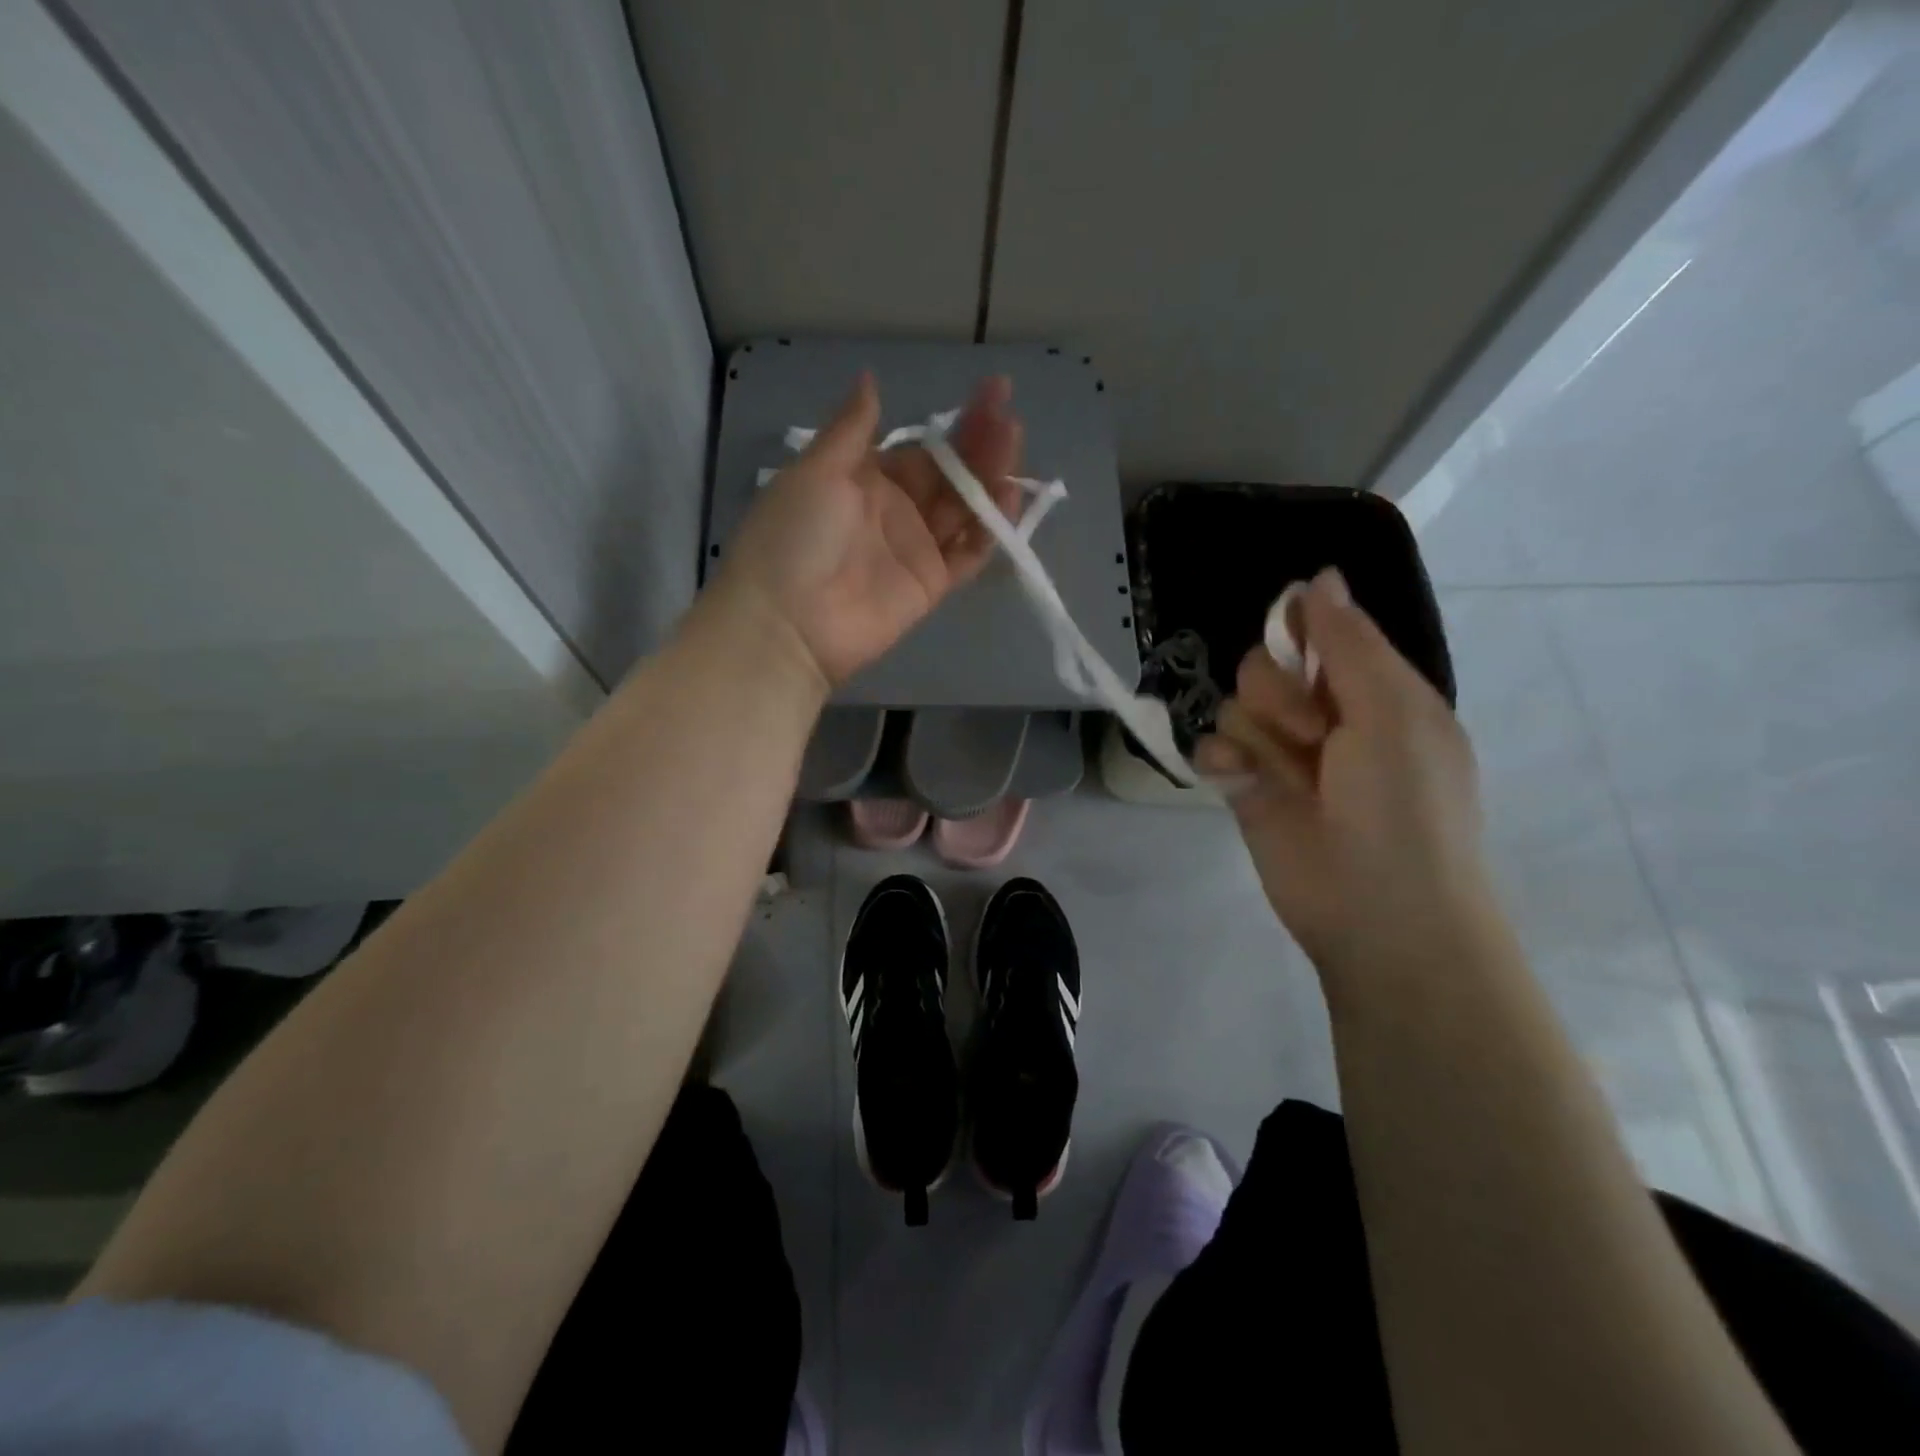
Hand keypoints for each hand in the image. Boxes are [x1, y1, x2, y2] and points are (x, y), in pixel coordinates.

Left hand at [712, 372, 1022, 689]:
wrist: (789, 621)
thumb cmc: (794, 536)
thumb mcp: (817, 471)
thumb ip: (852, 429)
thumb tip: (871, 380)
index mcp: (864, 480)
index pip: (922, 448)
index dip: (956, 424)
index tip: (994, 392)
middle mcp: (895, 511)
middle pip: (949, 475)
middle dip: (980, 444)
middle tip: (1010, 415)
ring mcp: (915, 549)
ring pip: (964, 509)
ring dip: (990, 477)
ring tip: (1015, 443)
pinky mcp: (931, 585)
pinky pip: (968, 553)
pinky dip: (991, 529)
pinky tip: (1010, 496)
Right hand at [1195, 569, 1494, 975]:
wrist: (1378, 913)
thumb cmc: (1405, 806)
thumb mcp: (1393, 713)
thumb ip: (1349, 644)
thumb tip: (1321, 576)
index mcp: (1373, 692)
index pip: (1323, 632)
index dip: (1301, 626)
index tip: (1288, 627)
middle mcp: (1323, 717)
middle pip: (1265, 665)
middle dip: (1280, 692)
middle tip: (1314, 732)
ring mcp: (1280, 755)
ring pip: (1235, 705)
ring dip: (1256, 733)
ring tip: (1285, 774)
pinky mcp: (1243, 789)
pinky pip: (1211, 747)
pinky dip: (1221, 760)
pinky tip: (1238, 783)